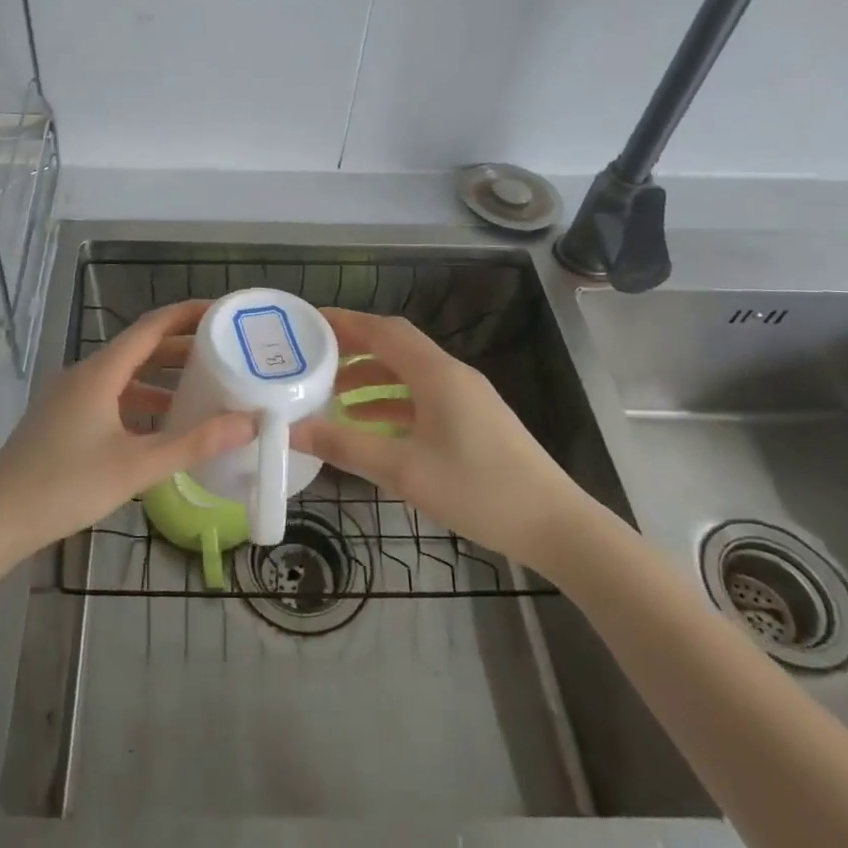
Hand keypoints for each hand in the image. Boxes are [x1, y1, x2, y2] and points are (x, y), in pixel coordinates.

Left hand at [0, 300, 254, 570]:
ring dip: (161, 378)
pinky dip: (139, 402)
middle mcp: (83, 374)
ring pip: (124, 376)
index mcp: (100, 372)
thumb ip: (193, 443)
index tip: (223, 312)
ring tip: (202, 390)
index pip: (151, 326)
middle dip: (181, 348)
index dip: (188, 314)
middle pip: (139, 348)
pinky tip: (159, 426)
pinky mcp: (61, 420)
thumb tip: (249, 422)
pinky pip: (109, 397)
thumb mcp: (136, 466)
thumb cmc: (66, 485)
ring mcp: (68, 397)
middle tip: (224, 353)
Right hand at [294, 308, 595, 571]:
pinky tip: (369, 424)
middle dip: (353, 348)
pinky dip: (391, 401)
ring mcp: (466, 397)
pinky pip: (422, 396)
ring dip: (371, 377)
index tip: (308, 323)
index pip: (383, 331)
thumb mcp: (404, 470)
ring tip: (331, 394)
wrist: (555, 525)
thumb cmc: (479, 490)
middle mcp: (451, 374)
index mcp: (436, 374)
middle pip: (395, 346)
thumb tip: (291, 431)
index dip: (345, 322)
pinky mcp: (473, 419)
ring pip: (408, 373)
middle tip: (312, 358)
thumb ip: (345, 447)